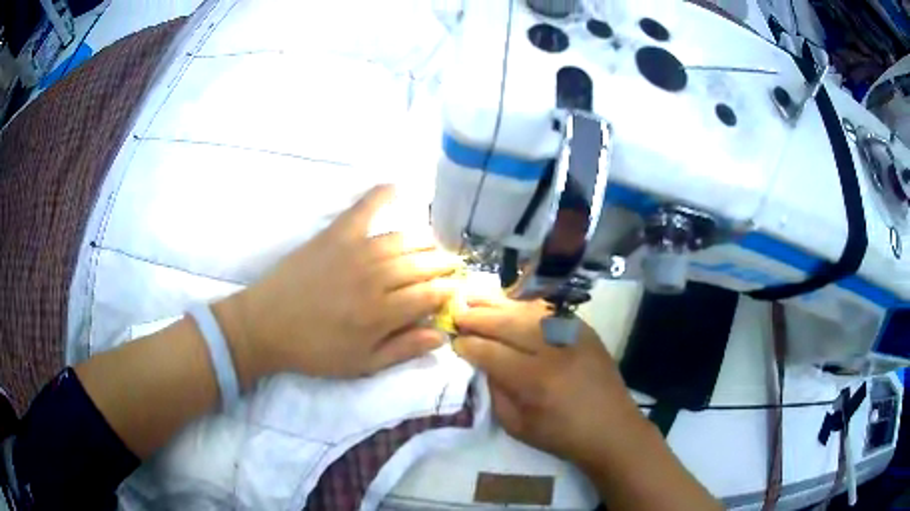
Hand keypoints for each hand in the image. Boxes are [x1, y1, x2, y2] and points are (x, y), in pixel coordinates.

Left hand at [216, 185, 460, 384]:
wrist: (266, 326)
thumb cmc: (315, 351)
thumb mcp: (361, 364)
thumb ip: (403, 349)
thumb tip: (442, 334)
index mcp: (381, 312)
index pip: (430, 294)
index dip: (447, 291)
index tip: (453, 292)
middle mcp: (374, 277)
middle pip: (422, 264)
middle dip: (443, 265)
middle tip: (449, 268)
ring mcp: (354, 251)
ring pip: (403, 239)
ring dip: (425, 241)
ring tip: (432, 246)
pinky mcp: (334, 235)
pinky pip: (363, 209)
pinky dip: (381, 195)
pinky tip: (397, 187)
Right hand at [453, 297, 645, 466]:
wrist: (612, 428)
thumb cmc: (562, 435)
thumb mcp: (518, 426)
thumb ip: (496, 392)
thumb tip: (481, 363)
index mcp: (536, 381)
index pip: (492, 353)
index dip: (469, 345)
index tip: (454, 341)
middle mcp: (554, 351)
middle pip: (508, 324)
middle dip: (478, 318)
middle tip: (457, 313)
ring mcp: (573, 335)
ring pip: (528, 310)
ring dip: (499, 304)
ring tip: (476, 299)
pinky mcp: (585, 329)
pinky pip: (550, 310)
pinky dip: (526, 304)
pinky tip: (510, 302)